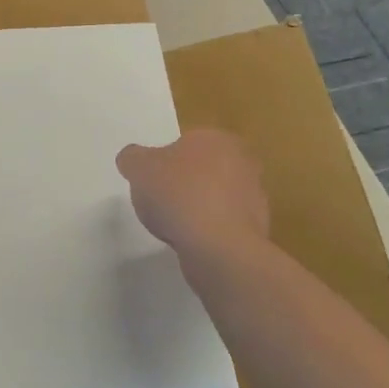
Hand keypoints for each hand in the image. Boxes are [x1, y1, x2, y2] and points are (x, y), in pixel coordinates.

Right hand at [116, 129, 268, 263]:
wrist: (218, 248)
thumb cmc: (179, 195)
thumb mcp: (139, 168)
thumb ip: (132, 158)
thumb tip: (132, 159)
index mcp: (218, 139)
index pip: (187, 143)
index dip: (166, 161)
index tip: (152, 180)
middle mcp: (243, 163)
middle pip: (203, 171)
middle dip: (184, 185)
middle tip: (161, 201)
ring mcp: (254, 199)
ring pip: (215, 199)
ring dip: (197, 210)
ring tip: (174, 226)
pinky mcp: (256, 230)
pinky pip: (223, 226)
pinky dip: (208, 232)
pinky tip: (191, 242)